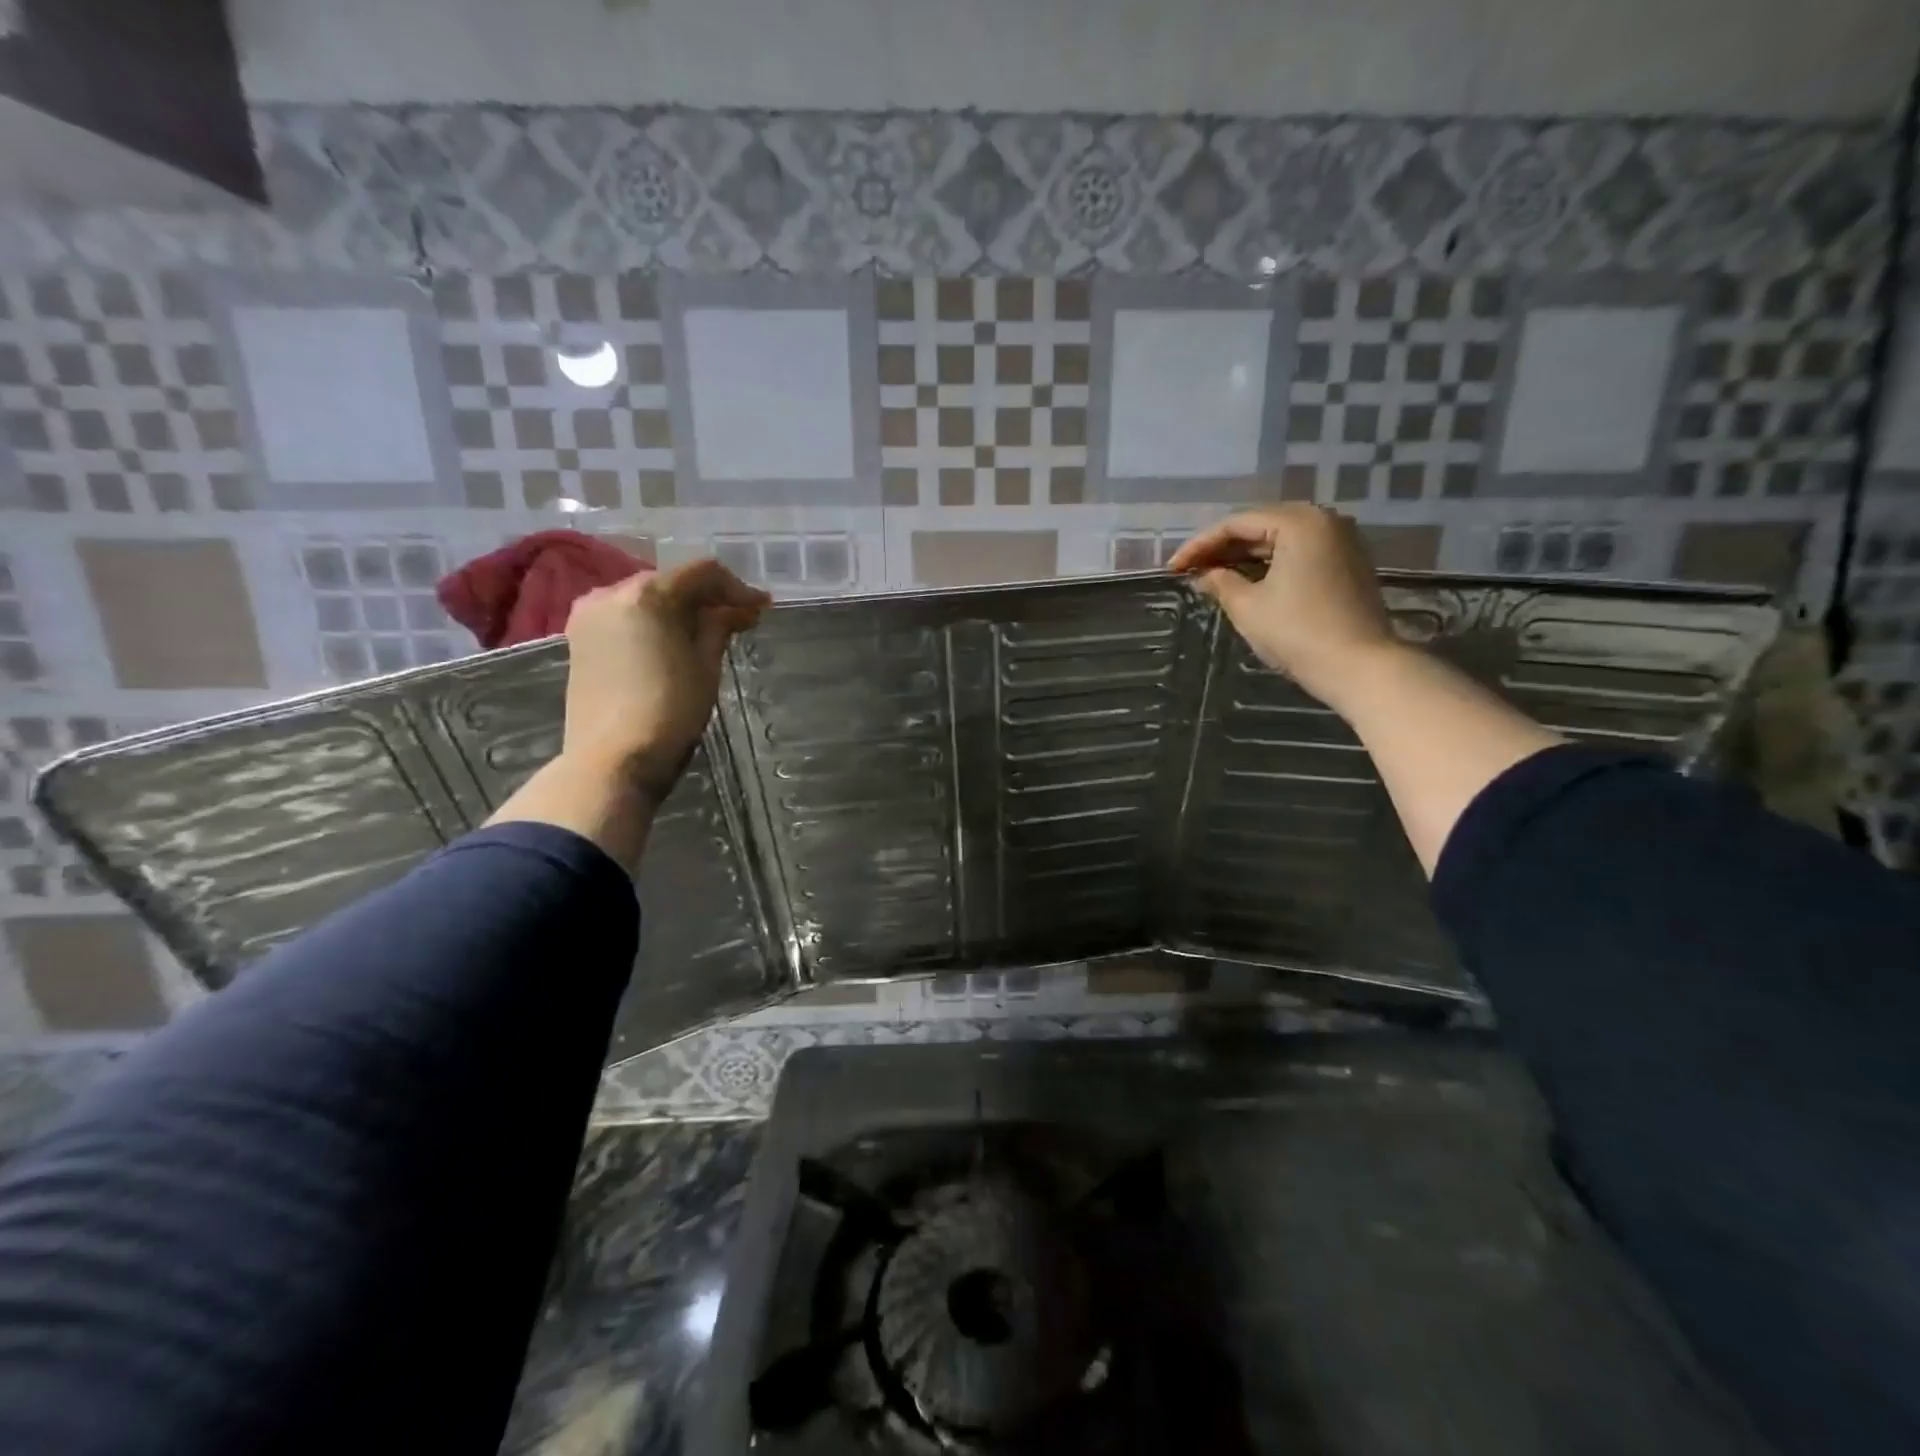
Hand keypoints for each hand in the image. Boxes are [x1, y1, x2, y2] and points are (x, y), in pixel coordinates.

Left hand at [561, 560, 769, 803]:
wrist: (612, 760)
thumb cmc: (669, 711)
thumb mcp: (705, 666)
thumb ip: (719, 627)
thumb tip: (737, 609)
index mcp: (648, 594)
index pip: (702, 573)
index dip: (737, 588)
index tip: (762, 608)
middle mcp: (612, 592)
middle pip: (671, 581)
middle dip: (707, 598)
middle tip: (740, 620)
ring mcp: (590, 615)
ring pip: (647, 598)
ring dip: (680, 609)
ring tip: (709, 633)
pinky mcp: (579, 639)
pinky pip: (626, 616)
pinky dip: (654, 622)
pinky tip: (674, 642)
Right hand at [1167, 504, 1401, 704]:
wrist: (1360, 667)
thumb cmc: (1298, 633)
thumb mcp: (1248, 607)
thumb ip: (1221, 582)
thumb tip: (1204, 574)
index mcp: (1299, 522)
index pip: (1237, 524)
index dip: (1199, 545)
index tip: (1173, 568)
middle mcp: (1324, 520)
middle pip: (1260, 525)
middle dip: (1222, 547)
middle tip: (1190, 569)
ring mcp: (1341, 541)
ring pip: (1279, 539)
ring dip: (1244, 556)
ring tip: (1212, 575)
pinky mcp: (1347, 563)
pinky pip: (1298, 552)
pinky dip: (1269, 563)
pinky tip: (1246, 580)